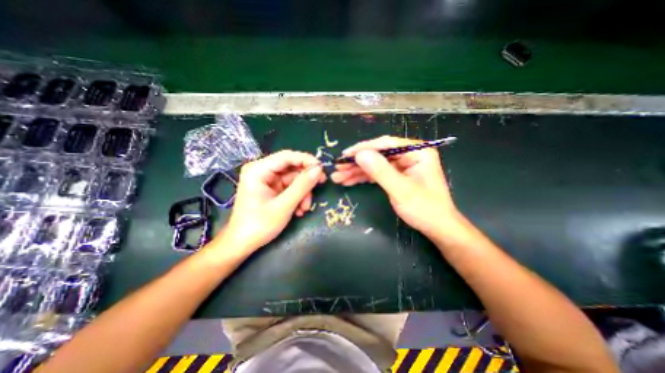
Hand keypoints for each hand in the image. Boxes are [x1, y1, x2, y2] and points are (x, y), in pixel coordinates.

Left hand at [214, 151, 326, 254]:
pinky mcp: (272, 189)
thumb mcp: (284, 206)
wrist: (242, 244)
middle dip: (305, 181)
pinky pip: (290, 187)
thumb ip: (302, 186)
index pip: (287, 156)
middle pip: (292, 167)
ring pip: (294, 179)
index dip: (306, 160)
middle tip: (320, 186)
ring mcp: (267, 180)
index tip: (322, 169)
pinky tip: (298, 210)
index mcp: (258, 169)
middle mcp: (262, 170)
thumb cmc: (259, 225)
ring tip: (304, 209)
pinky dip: (297, 197)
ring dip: (303, 193)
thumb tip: (319, 169)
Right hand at [331, 135, 459, 235]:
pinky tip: (349, 181)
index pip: (386, 144)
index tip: (345, 155)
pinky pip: (377, 173)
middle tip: (338, 168)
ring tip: (339, 177)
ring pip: (375, 164)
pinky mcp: (397, 176)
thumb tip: (360, 154)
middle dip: (357, 162)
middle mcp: (409, 155)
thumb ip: (381, 171)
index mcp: (417, 152)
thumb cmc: (425, 210)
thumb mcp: (401, 190)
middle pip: (378, 154)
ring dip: (357, 171)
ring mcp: (402, 166)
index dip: (364, 149)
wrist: (437, 228)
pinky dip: (363, 177)